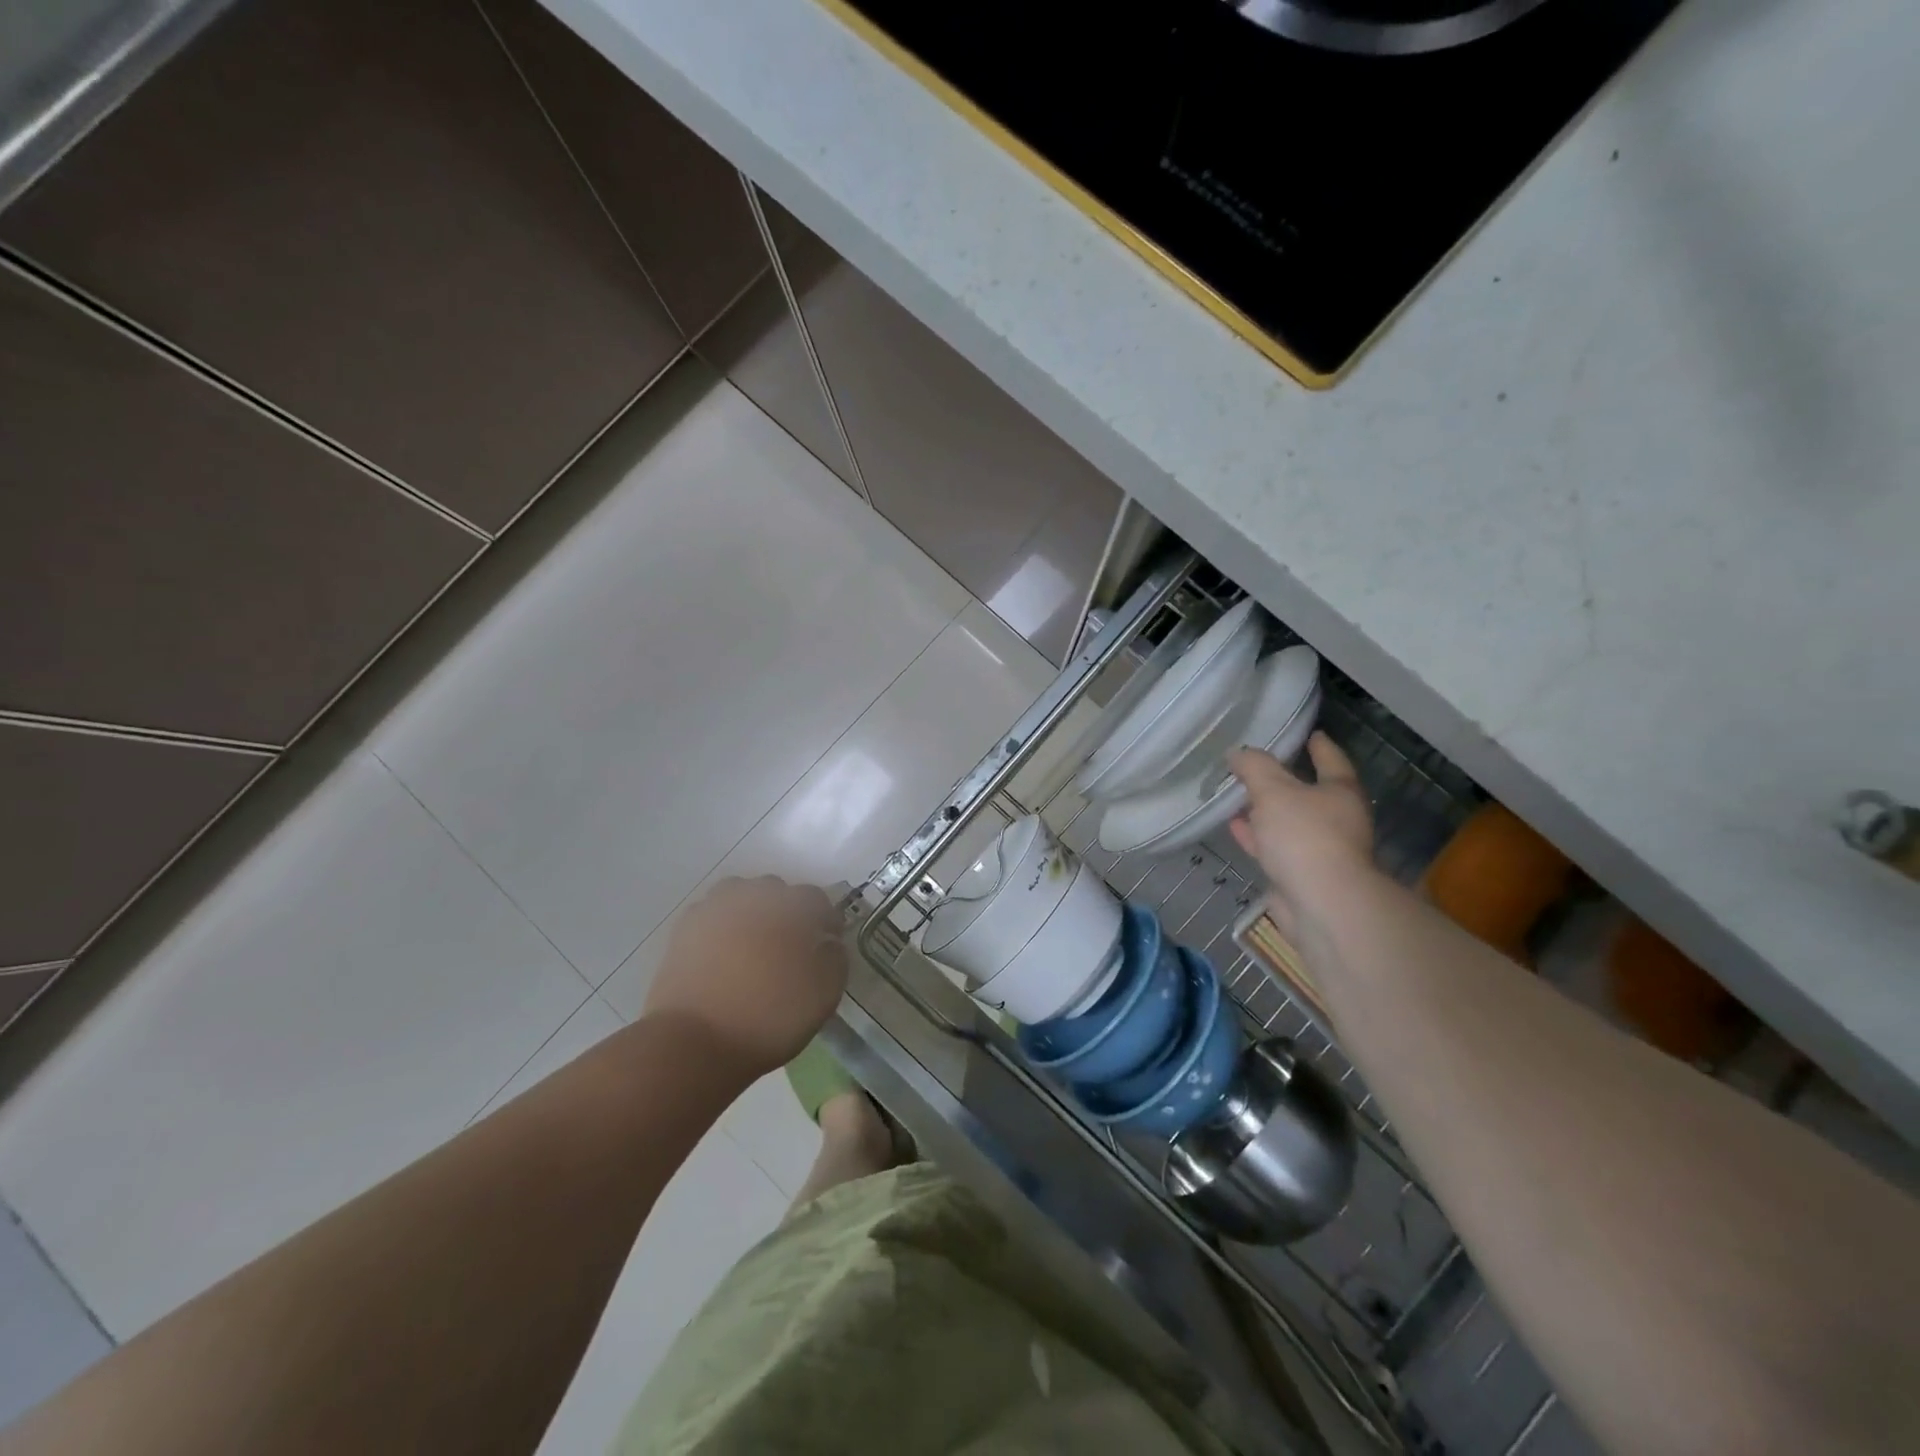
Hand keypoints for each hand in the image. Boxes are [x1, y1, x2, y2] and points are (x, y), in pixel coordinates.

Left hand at [645, 877, 846, 1078]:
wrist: (695, 1041)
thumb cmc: (769, 1017)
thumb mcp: (824, 994)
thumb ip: (835, 958)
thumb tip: (828, 943)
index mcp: (792, 906)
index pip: (816, 899)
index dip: (826, 922)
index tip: (826, 946)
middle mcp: (753, 895)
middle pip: (777, 891)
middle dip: (788, 913)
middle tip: (790, 948)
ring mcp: (715, 908)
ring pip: (741, 895)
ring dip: (752, 912)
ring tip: (754, 946)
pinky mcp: (685, 927)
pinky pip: (712, 914)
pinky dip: (722, 926)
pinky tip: (724, 954)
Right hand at [1228, 734, 1376, 933]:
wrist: (1321, 904)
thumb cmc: (1304, 836)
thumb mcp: (1273, 790)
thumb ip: (1254, 767)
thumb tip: (1238, 752)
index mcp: (1340, 793)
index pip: (1331, 760)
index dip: (1319, 746)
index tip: (1309, 734)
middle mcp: (1337, 820)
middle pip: (1308, 793)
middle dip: (1284, 781)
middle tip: (1257, 766)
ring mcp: (1320, 850)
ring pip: (1288, 822)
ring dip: (1265, 811)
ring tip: (1237, 796)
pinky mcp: (1301, 875)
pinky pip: (1275, 847)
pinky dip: (1256, 836)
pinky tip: (1235, 827)